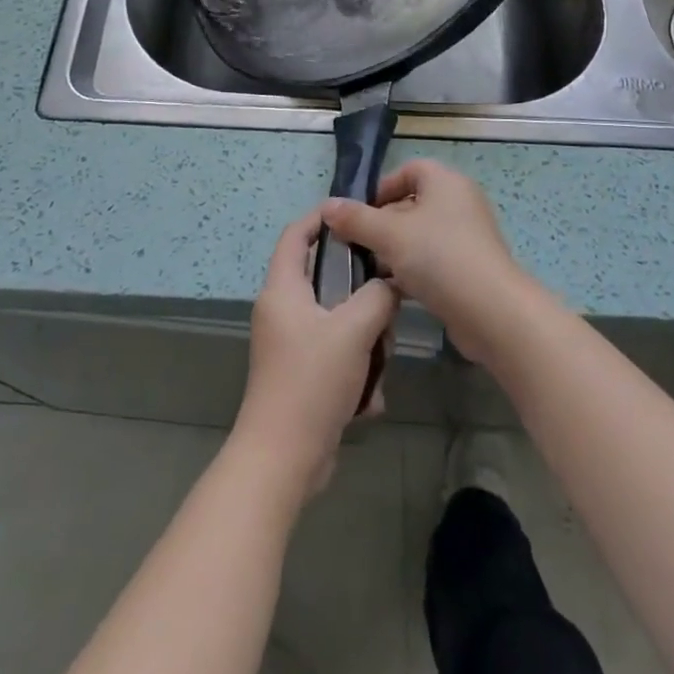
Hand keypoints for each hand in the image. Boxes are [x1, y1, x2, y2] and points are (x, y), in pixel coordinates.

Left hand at [231, 213, 399, 497]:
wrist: (282, 460)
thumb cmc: (312, 381)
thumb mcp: (354, 330)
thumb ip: (378, 296)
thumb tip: (392, 281)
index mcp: (283, 290)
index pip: (296, 234)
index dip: (322, 217)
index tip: (356, 214)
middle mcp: (281, 311)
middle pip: (325, 281)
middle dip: (361, 295)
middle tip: (386, 304)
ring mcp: (289, 345)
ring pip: (337, 322)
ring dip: (364, 341)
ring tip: (378, 362)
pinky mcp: (300, 376)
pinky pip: (336, 357)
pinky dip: (355, 373)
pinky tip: (367, 400)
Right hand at [319, 160, 530, 364]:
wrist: (492, 312)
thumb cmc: (439, 257)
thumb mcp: (389, 235)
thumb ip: (356, 219)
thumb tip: (327, 206)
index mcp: (445, 182)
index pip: (409, 170)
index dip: (381, 187)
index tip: (358, 213)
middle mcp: (459, 203)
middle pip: (411, 204)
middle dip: (381, 223)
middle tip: (355, 245)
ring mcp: (466, 237)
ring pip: (420, 236)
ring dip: (393, 251)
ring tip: (366, 270)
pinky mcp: (468, 269)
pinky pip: (432, 261)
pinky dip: (411, 271)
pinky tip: (389, 290)